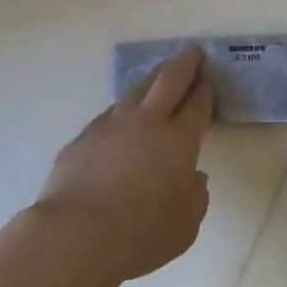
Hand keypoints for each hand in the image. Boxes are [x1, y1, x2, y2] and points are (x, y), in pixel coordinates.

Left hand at [33, 47, 212, 283]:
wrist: (77, 234)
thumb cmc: (141, 234)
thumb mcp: (185, 225)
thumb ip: (195, 196)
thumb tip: (192, 177)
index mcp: (179, 140)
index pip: (197, 105)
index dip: (205, 91)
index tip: (209, 81)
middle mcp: (147, 122)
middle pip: (168, 80)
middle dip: (184, 63)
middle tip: (192, 52)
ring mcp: (112, 125)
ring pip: (136, 89)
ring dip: (152, 78)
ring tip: (159, 74)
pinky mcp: (84, 137)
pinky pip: (109, 114)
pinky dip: (123, 109)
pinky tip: (122, 116)